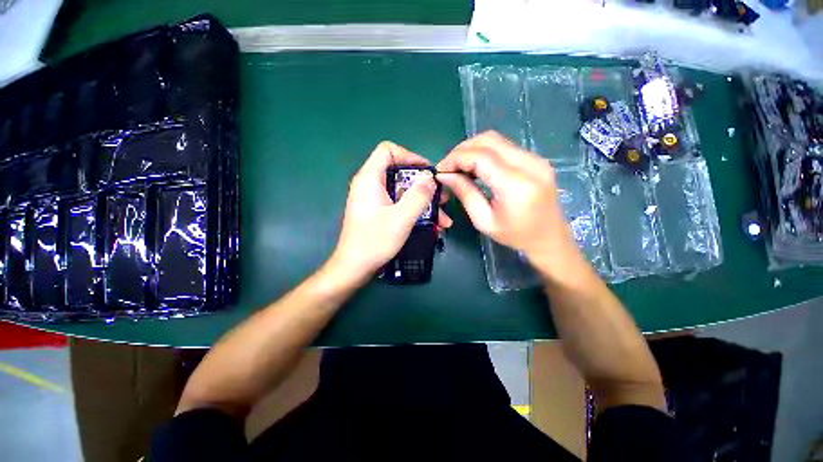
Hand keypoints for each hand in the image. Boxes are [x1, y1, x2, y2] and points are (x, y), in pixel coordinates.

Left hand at [328, 141, 452, 283]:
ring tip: (443, 218)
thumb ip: (418, 195)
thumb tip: (430, 178)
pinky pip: (399, 204)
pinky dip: (415, 211)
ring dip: (423, 202)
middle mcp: (370, 185)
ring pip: (403, 191)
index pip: (388, 150)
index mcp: (370, 179)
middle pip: (400, 173)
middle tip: (441, 198)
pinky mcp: (378, 212)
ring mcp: (374, 199)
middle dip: (423, 185)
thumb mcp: (402, 217)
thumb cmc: (375, 241)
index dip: (410, 156)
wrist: (355, 267)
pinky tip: (432, 226)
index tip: (427, 172)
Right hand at [437, 131, 587, 282]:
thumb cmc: (515, 236)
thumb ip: (465, 193)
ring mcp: (536, 159)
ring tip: (460, 167)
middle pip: (488, 140)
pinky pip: (505, 147)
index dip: (456, 158)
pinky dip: (485, 152)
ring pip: (496, 139)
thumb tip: (445, 175)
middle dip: (462, 150)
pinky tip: (476, 167)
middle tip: (448, 167)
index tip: (441, 170)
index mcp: (516, 185)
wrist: (550, 238)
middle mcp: (530, 164)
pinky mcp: (536, 159)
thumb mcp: (483, 220)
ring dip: (473, 149)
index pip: (480, 156)